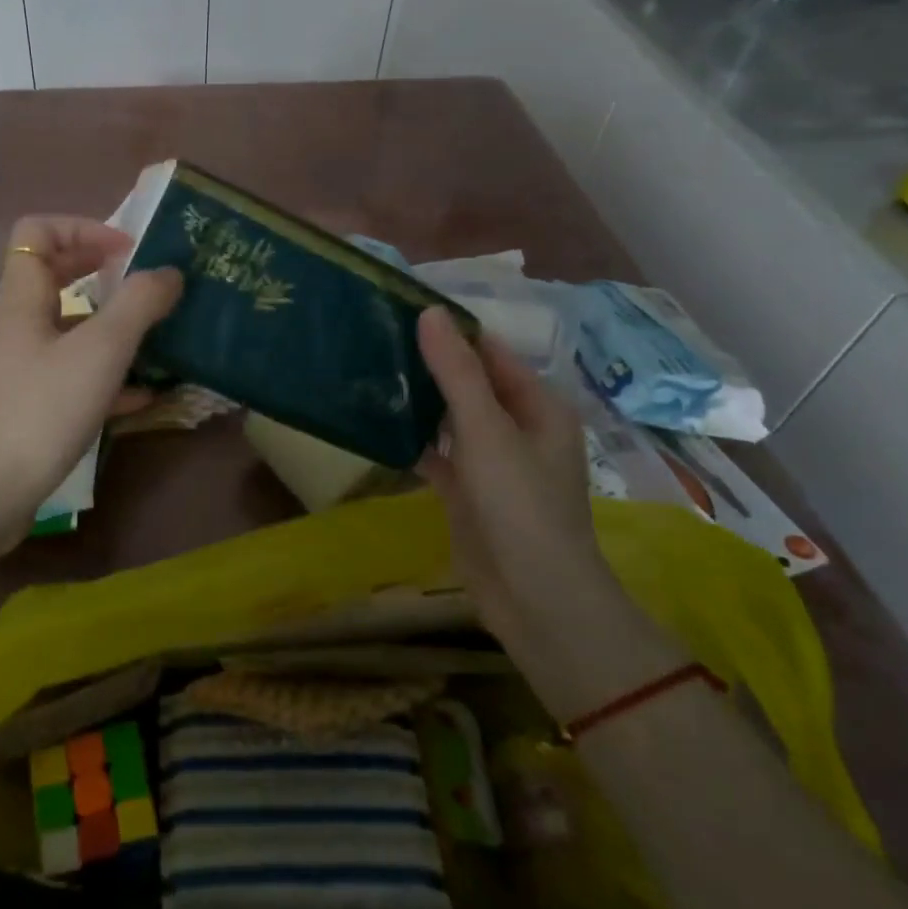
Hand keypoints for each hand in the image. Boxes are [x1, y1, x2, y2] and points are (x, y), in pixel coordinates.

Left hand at [0, 216, 181, 548]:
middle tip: (149, 287)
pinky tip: (141, 397)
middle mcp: (15, 327)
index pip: (38, 231)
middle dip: (104, 275)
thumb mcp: (99, 353)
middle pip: (55, 278)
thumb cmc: (38, 412)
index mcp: (22, 299)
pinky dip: (104, 376)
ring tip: (157, 340)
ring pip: (67, 331)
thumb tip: (169, 271)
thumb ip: (138, 306)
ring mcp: (17, 370)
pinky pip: (70, 377)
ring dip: (111, 329)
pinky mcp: (26, 408)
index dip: (84, 228)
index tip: (129, 251)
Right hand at [416, 307, 680, 721]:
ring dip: (419, 402)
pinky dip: (413, 441)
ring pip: (450, 419)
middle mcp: (518, 428)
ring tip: (369, 374)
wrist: (533, 595)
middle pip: (469, 384)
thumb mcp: (486, 431)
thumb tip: (430, 313)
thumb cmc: (519, 504)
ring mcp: (492, 462)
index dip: (451, 332)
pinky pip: (437, 454)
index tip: (400, 313)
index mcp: (538, 405)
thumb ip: (457, 372)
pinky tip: (376, 427)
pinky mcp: (468, 492)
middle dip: (429, 365)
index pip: (491, 353)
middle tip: (375, 341)